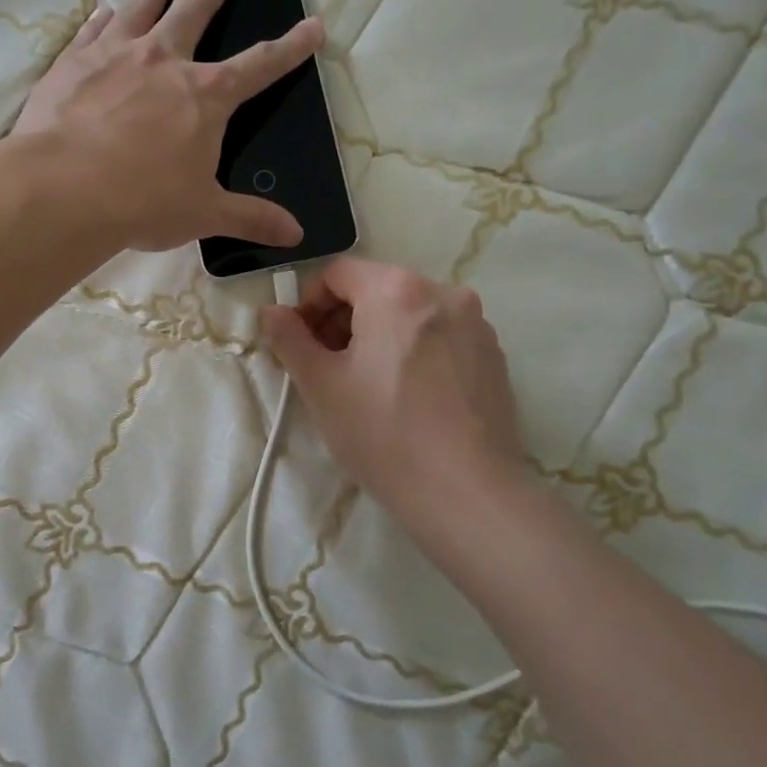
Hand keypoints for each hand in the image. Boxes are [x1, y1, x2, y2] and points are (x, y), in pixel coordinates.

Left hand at [13, 0, 322, 251]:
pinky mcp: (73, 62)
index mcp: (206, 96)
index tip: (313, 24)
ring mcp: (115, 54)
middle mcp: (164, 61)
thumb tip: (295, 235)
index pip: (260, 66)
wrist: (63, 189)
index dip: (291, 47)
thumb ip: (250, 218)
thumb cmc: (143, 202)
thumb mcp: (204, 214)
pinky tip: (105, 9)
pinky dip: (104, 16)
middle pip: (196, 10)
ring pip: (142, 4)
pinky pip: (94, 28)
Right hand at [260, 258, 531, 557]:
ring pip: (409, 313)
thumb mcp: (320, 385)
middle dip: (343, 320)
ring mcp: (475, 324)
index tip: (301, 344)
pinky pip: (440, 336)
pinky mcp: (494, 355)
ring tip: (367, 385)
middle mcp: (442, 292)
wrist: (467, 493)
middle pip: (376, 289)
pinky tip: (407, 397)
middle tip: (326, 367)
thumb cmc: (383, 433)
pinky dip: (414, 350)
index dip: (308, 304)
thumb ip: (289, 338)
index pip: (337, 273)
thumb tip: (272, 311)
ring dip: (378, 335)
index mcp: (396, 290)